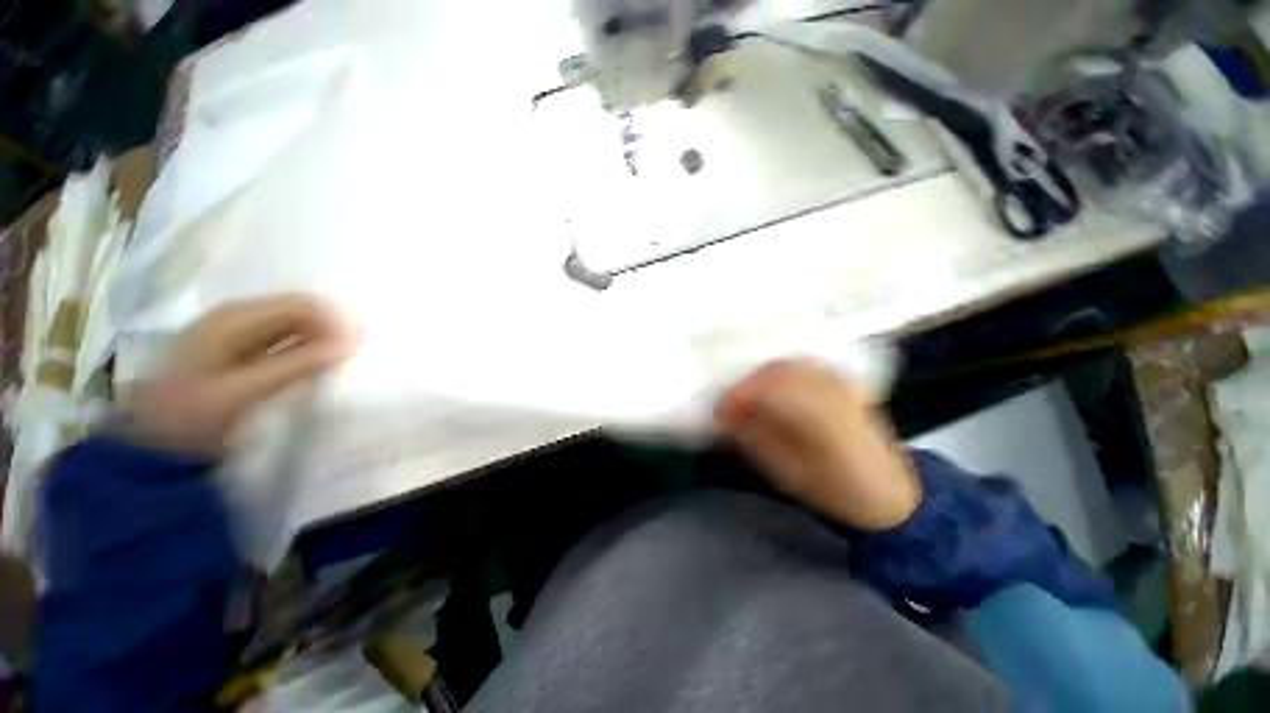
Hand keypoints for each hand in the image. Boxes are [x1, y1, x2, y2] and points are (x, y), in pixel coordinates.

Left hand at [119, 294, 358, 457]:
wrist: (152, 446)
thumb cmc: (193, 415)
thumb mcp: (246, 391)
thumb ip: (299, 364)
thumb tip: (352, 342)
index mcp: (234, 318)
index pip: (300, 304)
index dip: (335, 321)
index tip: (359, 346)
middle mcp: (235, 318)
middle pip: (296, 311)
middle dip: (329, 329)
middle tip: (355, 355)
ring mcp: (233, 334)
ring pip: (291, 326)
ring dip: (319, 340)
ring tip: (340, 362)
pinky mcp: (235, 352)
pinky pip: (281, 341)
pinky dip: (303, 350)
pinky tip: (314, 367)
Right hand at [714, 359, 920, 530]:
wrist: (888, 494)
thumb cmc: (835, 492)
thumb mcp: (788, 474)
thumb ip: (755, 439)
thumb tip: (725, 417)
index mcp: (823, 418)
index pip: (770, 391)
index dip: (738, 397)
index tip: (718, 413)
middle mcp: (832, 391)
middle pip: (777, 371)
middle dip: (745, 385)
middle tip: (728, 406)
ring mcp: (839, 382)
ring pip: (787, 364)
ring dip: (759, 377)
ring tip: (744, 399)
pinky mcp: (840, 382)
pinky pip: (800, 366)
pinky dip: (776, 373)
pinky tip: (768, 389)